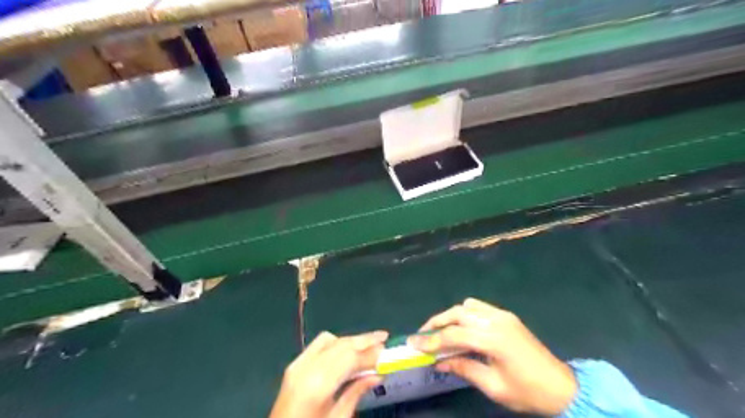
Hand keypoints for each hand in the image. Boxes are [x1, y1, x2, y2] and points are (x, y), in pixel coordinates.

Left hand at [269, 331, 386, 417]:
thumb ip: (356, 393)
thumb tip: (378, 374)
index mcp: (317, 385)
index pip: (350, 359)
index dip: (370, 354)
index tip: (387, 351)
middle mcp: (306, 368)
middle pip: (340, 345)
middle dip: (364, 340)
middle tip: (384, 336)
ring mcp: (297, 364)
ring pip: (329, 340)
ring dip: (351, 340)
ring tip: (370, 342)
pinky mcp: (294, 365)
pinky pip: (318, 345)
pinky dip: (336, 342)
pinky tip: (346, 350)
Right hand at [407, 298, 574, 415]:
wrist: (561, 386)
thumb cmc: (527, 392)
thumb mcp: (493, 386)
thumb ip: (464, 368)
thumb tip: (438, 361)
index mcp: (494, 340)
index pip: (454, 335)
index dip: (431, 339)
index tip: (413, 342)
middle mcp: (496, 320)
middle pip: (457, 313)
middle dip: (436, 322)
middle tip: (422, 334)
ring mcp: (502, 315)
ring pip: (467, 306)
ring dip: (450, 316)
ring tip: (439, 331)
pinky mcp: (507, 315)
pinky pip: (479, 306)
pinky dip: (465, 312)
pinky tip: (462, 326)